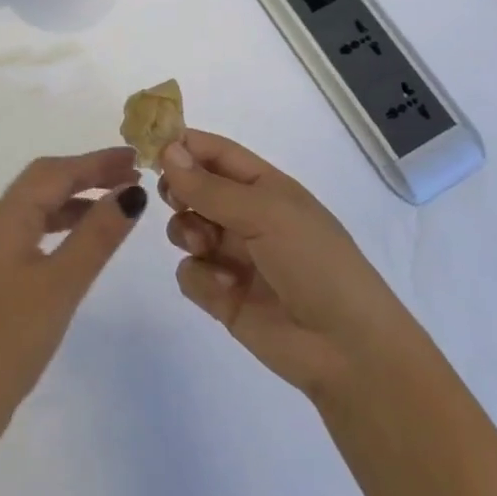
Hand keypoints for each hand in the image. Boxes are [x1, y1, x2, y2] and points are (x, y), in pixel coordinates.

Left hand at [0, 149, 147, 442]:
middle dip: (88, 172)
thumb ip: (97, 236)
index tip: (136, 157)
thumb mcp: (61, 284)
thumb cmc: (10, 338)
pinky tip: (85, 239)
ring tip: (119, 201)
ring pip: (41, 206)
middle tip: (132, 173)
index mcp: (7, 216)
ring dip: (78, 198)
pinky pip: (36, 231)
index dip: (97, 160)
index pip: (56, 171)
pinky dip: (65, 224)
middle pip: (46, 181)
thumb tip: (132, 191)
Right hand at [160, 130, 398, 400]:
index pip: (215, 152)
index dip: (183, 145)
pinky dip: (201, 277)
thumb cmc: (315, 262)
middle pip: (193, 188)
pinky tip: (226, 289)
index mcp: (265, 186)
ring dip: (187, 233)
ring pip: (184, 228)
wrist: (347, 350)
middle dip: (178, 190)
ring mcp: (233, 256)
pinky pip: (190, 273)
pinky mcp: (223, 296)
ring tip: (206, 247)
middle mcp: (246, 216)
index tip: (149, 147)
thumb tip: (167, 149)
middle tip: (175, 199)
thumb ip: (210, 186)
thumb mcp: (265, 213)